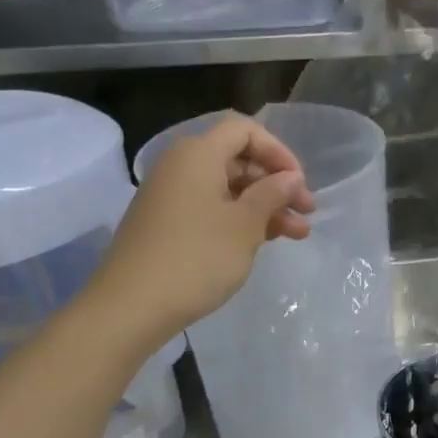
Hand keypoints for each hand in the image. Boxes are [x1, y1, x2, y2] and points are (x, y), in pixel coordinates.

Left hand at [83, 116, 315, 353]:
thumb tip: (290, 177)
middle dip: (276, 184)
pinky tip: (265, 241)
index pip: (244, 130)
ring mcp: (171, 196)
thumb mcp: (245, 224)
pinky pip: (211, 208)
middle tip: (306, 213)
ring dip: (265, 206)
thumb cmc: (197, 258)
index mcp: (198, 155)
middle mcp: (181, 167)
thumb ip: (272, 194)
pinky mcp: (167, 223)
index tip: (299, 183)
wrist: (131, 307)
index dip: (278, 151)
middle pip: (238, 159)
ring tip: (297, 234)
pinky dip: (241, 219)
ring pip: (228, 188)